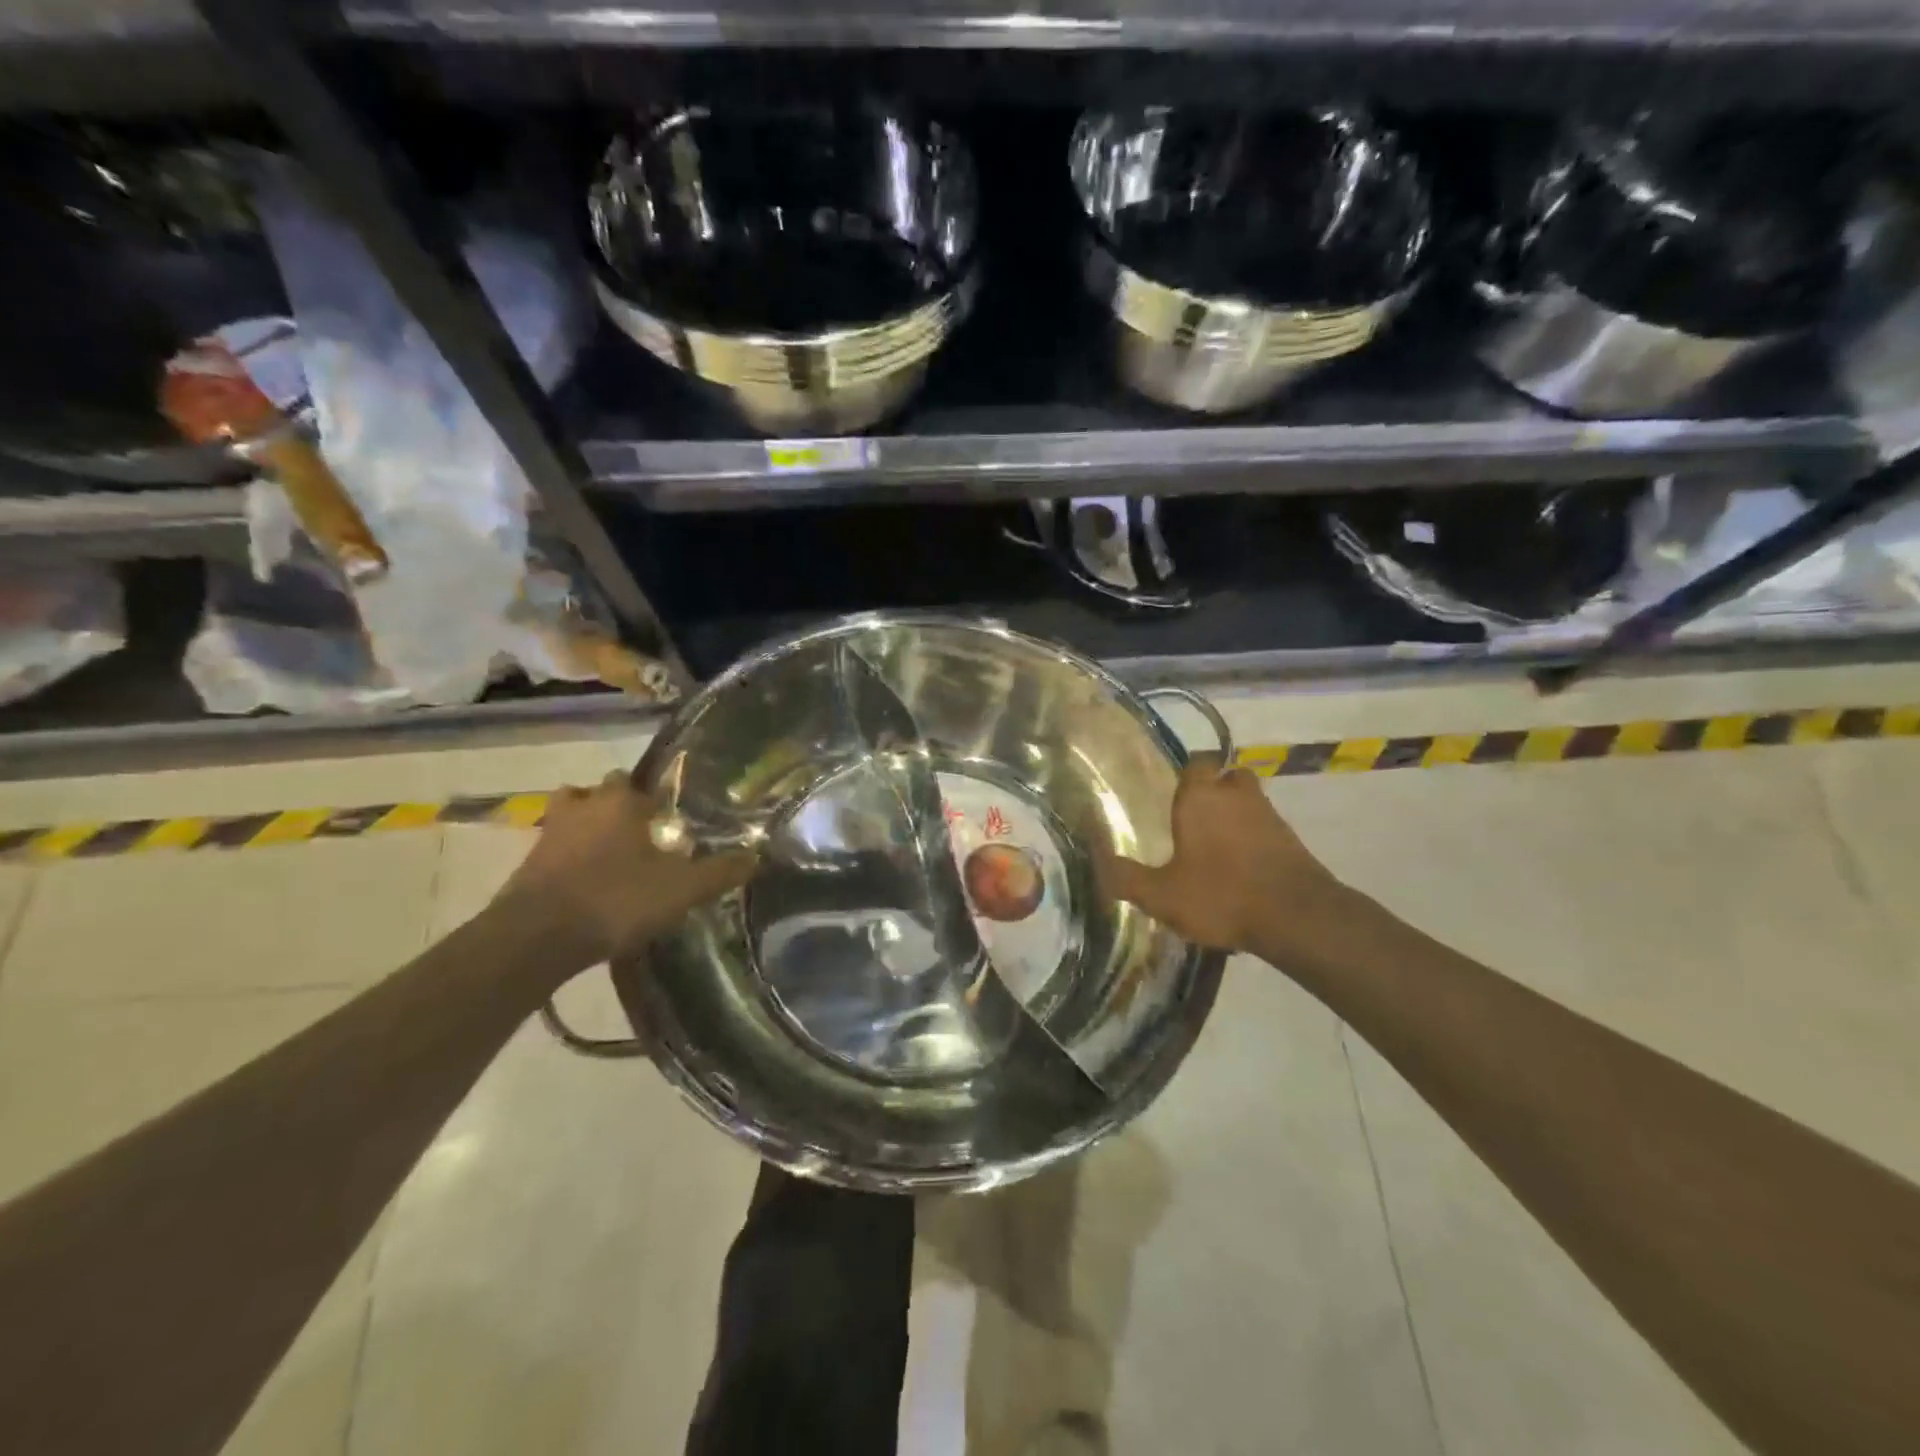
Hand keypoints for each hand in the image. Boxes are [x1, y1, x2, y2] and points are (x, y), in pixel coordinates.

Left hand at [493, 773, 757, 969]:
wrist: (538, 938)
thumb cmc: (617, 899)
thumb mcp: (682, 889)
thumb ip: (720, 871)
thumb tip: (757, 856)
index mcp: (620, 802)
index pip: (637, 781)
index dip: (653, 797)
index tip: (667, 818)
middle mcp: (582, 807)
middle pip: (597, 793)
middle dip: (615, 807)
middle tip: (639, 835)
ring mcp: (548, 835)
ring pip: (569, 817)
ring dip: (585, 829)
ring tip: (609, 856)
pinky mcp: (526, 866)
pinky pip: (552, 851)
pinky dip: (567, 860)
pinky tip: (586, 885)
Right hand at [1099, 752, 1345, 954]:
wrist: (1298, 918)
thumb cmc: (1221, 895)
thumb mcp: (1162, 895)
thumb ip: (1127, 877)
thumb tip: (1099, 861)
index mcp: (1201, 797)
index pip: (1197, 762)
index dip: (1186, 773)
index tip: (1172, 792)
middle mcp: (1236, 795)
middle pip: (1226, 776)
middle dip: (1213, 790)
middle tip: (1193, 816)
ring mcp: (1270, 815)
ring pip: (1249, 801)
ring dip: (1235, 815)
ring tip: (1216, 844)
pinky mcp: (1292, 839)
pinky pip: (1266, 827)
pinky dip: (1254, 838)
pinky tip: (1241, 866)